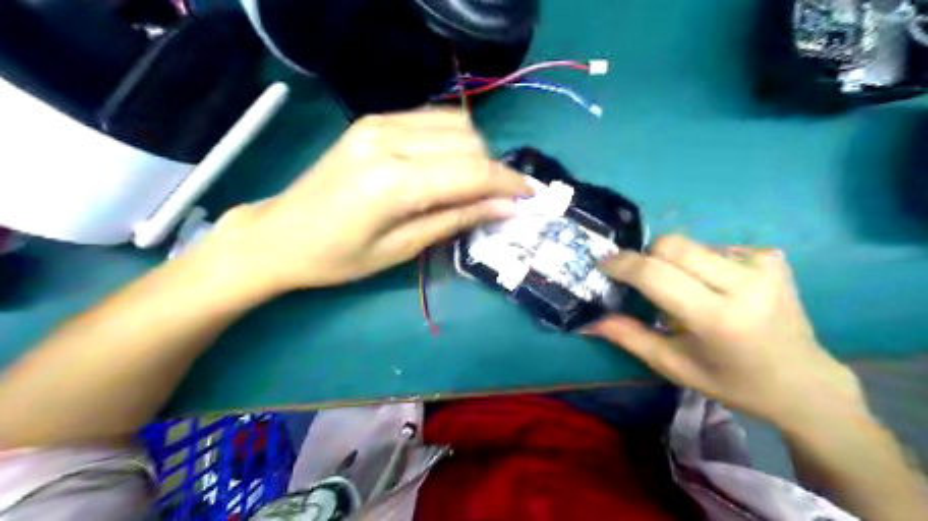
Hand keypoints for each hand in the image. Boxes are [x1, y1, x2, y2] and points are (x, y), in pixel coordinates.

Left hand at [200, 107, 527, 294]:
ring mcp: (379, 123)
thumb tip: (506, 207)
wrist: (279, 233)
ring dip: (475, 154)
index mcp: (393, 182)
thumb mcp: (401, 249)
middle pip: (468, 142)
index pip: (471, 172)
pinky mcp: (374, 120)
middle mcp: (389, 139)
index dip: (507, 184)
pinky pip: (433, 119)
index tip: (532, 198)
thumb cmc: (337, 258)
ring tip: (473, 187)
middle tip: (499, 201)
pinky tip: (448, 167)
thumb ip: (455, 220)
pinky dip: (453, 141)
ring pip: (456, 124)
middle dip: (493, 171)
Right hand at [590, 237, 866, 427]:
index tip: (604, 264)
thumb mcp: (675, 367)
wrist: (805, 382)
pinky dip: (701, 264)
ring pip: (691, 244)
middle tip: (643, 280)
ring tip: (685, 291)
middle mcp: (743, 283)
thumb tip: (589, 321)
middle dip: (647, 257)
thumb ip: (631, 338)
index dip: (623, 264)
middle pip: (671, 245)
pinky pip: (714, 247)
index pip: (656, 274)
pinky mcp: (771, 257)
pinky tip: (715, 288)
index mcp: (717, 318)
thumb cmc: (733, 382)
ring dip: (674, 262)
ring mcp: (762, 265)